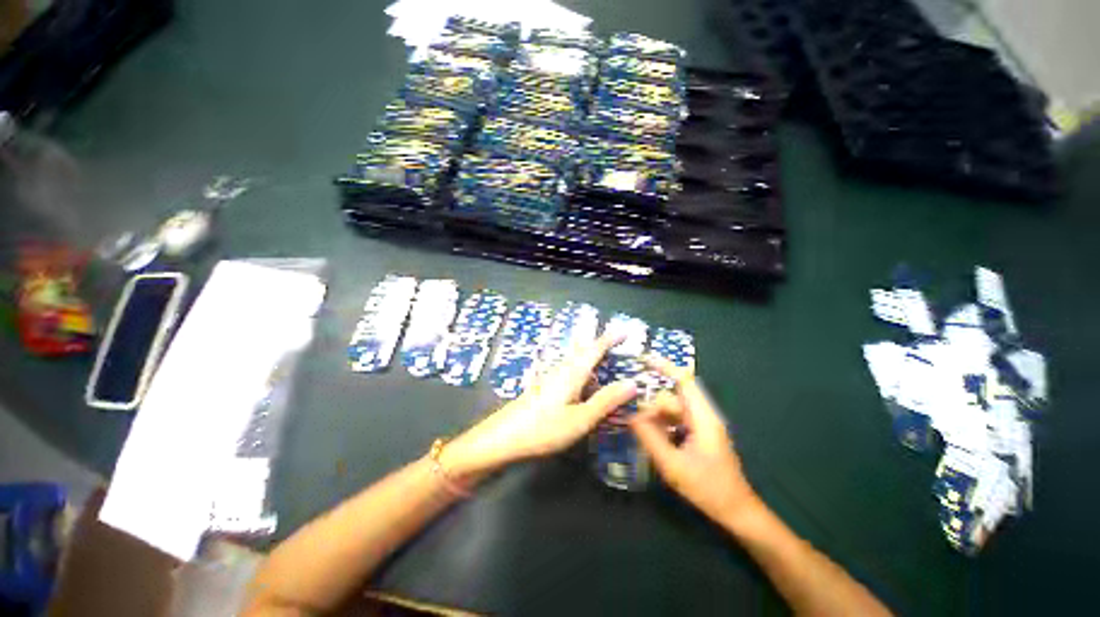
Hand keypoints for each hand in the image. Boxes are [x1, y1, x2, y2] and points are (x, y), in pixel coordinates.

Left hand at [442, 334, 637, 477]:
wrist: (503, 438)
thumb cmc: (543, 429)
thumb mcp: (580, 419)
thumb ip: (606, 401)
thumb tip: (632, 382)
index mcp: (572, 373)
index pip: (594, 349)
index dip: (610, 339)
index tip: (625, 331)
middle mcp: (561, 370)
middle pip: (584, 352)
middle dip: (601, 346)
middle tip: (618, 346)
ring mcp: (550, 378)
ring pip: (575, 362)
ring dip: (591, 358)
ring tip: (606, 365)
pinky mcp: (544, 387)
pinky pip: (569, 372)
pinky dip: (582, 372)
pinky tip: (583, 386)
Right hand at [630, 356, 758, 526]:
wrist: (735, 510)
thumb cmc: (708, 488)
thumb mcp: (672, 465)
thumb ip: (650, 438)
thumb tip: (630, 416)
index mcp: (702, 417)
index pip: (684, 380)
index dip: (664, 366)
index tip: (643, 359)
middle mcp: (703, 415)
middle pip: (673, 397)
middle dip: (653, 406)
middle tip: (636, 423)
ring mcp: (701, 424)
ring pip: (672, 408)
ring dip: (656, 417)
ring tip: (642, 433)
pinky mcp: (698, 433)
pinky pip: (675, 419)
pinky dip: (662, 424)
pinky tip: (653, 438)